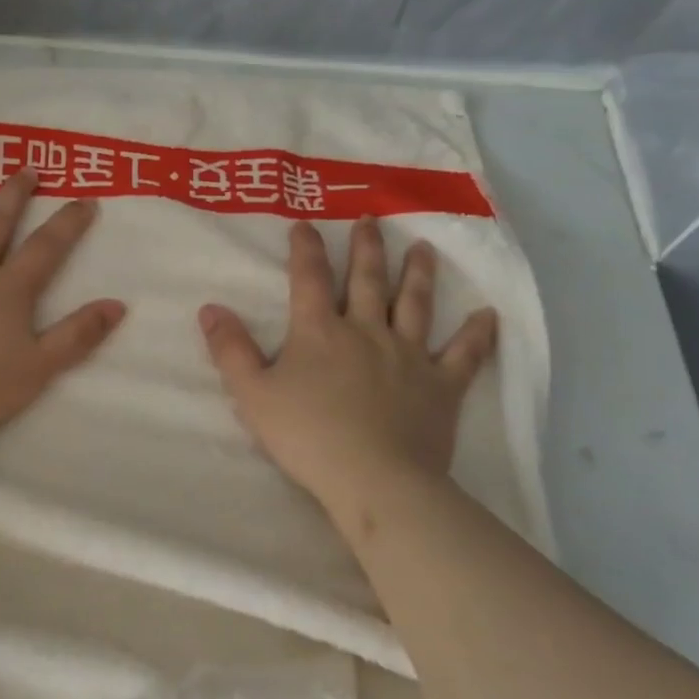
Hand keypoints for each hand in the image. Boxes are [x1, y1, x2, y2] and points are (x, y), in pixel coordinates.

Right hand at [198, 219, 495, 531]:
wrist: (374, 479)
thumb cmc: (307, 437)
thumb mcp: (253, 394)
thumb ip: (230, 350)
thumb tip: (210, 308)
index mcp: (320, 332)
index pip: (309, 278)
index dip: (305, 249)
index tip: (305, 224)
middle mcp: (366, 331)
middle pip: (367, 280)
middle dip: (367, 248)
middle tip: (372, 219)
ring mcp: (409, 356)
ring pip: (414, 305)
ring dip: (418, 275)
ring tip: (424, 248)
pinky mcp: (441, 386)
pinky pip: (463, 355)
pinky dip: (476, 334)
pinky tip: (488, 315)